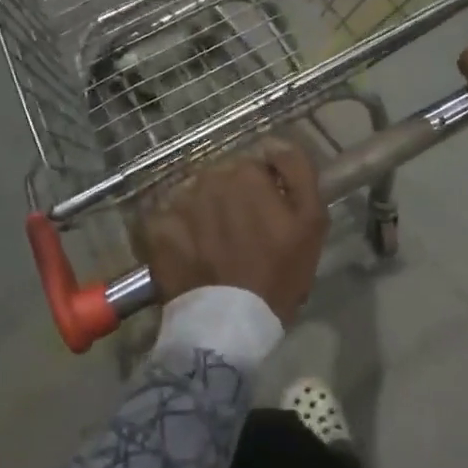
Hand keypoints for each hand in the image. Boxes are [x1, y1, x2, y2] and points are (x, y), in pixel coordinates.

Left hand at [134, 143, 327, 323]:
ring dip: (205, 214)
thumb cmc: (279, 273)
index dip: (265, 189)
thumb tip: (278, 144)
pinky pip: (168, 220)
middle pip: (222, 180)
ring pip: (195, 198)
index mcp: (245, 173)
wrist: (231, 322)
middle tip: (243, 235)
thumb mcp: (312, 221)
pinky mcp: (155, 230)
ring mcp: (177, 204)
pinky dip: (177, 233)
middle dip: (232, 199)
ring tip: (215, 248)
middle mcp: (206, 179)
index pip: (256, 166)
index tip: (269, 216)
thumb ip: (299, 172)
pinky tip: (190, 255)